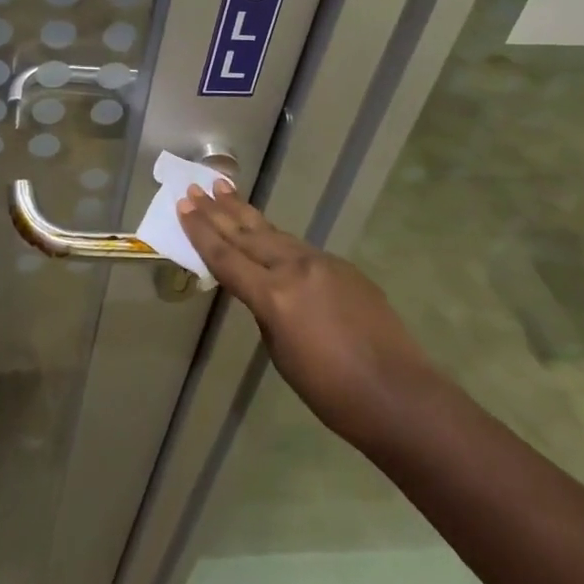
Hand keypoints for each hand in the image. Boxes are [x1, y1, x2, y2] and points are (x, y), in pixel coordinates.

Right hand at [177, 180, 437, 445]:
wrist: (401, 396)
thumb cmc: (332, 392)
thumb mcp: (282, 354)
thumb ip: (266, 313)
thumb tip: (264, 291)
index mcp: (274, 296)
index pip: (226, 257)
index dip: (200, 232)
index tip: (183, 206)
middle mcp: (295, 269)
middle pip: (247, 234)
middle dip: (218, 211)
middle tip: (196, 187)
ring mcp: (323, 263)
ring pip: (274, 233)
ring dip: (246, 213)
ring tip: (223, 188)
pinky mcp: (344, 268)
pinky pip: (301, 249)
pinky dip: (277, 238)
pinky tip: (268, 235)